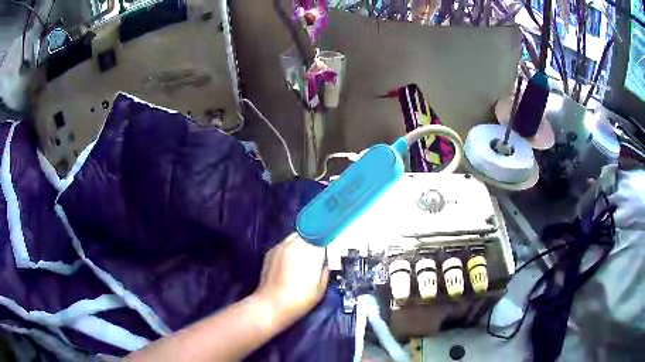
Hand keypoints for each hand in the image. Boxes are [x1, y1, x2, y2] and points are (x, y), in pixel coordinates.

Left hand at [254, 233, 327, 324]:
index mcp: (309, 250)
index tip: (332, 247)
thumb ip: (325, 268)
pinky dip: (290, 249)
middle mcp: (294, 243)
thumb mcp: (321, 286)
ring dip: (302, 244)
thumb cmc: (300, 298)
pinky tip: (290, 264)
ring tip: (304, 259)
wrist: (271, 305)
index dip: (328, 240)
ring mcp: (280, 246)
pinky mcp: (270, 252)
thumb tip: (325, 260)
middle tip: (319, 254)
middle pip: (308, 233)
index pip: (322, 235)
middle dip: (315, 240)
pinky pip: (284, 245)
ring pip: (295, 237)